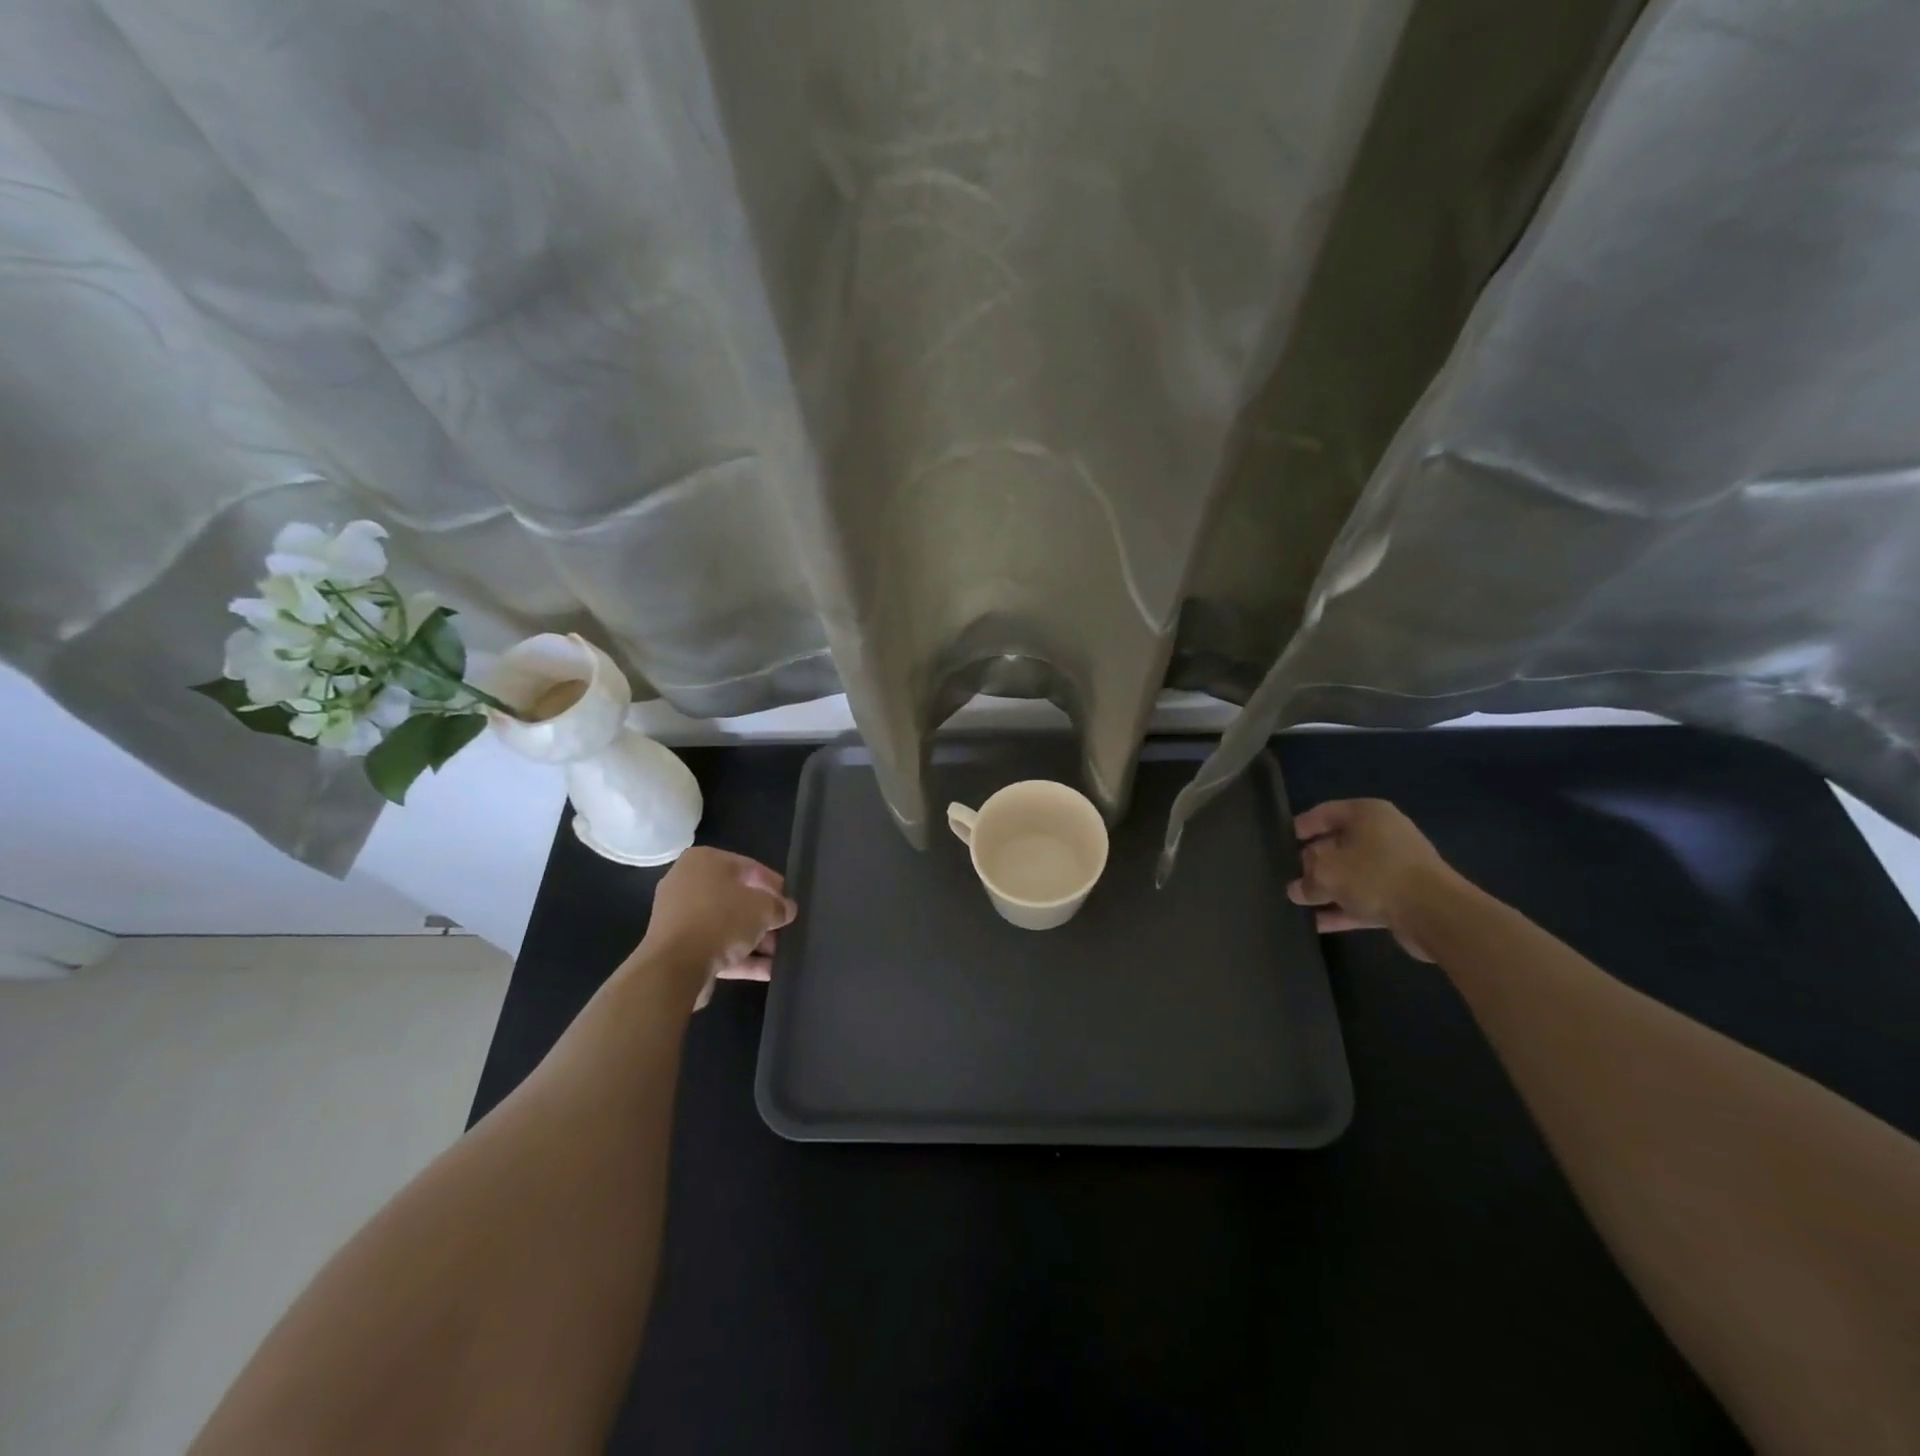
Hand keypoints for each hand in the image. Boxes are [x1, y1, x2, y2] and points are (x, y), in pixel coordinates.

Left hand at [638, 847, 797, 1009]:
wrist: (674, 967)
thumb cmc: (721, 920)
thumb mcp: (763, 908)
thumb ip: (779, 907)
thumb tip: (787, 910)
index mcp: (704, 861)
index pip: (750, 867)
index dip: (774, 885)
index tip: (790, 902)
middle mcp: (687, 883)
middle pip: (736, 898)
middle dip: (764, 916)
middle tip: (786, 928)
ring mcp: (680, 917)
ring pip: (726, 925)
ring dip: (754, 940)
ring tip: (781, 954)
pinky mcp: (677, 947)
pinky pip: (715, 947)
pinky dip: (740, 957)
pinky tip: (767, 971)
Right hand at [1286, 799, 1459, 961]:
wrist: (1435, 913)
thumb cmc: (1374, 875)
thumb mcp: (1326, 873)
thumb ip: (1306, 880)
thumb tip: (1297, 889)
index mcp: (1367, 814)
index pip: (1325, 812)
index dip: (1302, 826)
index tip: (1283, 840)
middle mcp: (1384, 834)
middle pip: (1339, 844)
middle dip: (1313, 861)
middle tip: (1289, 874)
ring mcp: (1397, 866)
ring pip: (1352, 874)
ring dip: (1328, 888)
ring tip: (1299, 901)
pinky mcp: (1404, 895)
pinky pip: (1366, 898)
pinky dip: (1344, 908)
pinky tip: (1319, 924)